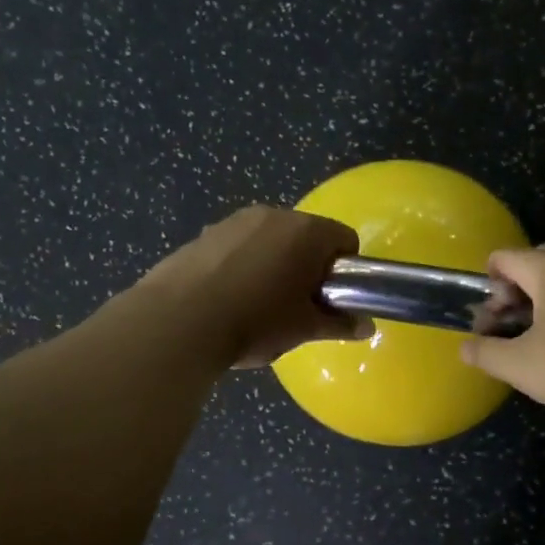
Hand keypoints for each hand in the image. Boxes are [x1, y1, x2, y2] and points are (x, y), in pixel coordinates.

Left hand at [139, 206, 373, 367]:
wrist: (179, 322)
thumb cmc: (255, 321)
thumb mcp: (303, 328)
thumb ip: (338, 323)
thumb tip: (366, 327)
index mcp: (305, 231)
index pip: (344, 239)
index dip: (346, 270)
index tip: (333, 298)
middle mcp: (272, 215)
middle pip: (306, 236)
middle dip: (308, 265)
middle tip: (299, 305)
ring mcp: (233, 221)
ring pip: (269, 239)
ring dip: (274, 263)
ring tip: (258, 304)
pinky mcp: (203, 235)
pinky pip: (237, 246)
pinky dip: (241, 265)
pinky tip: (227, 299)